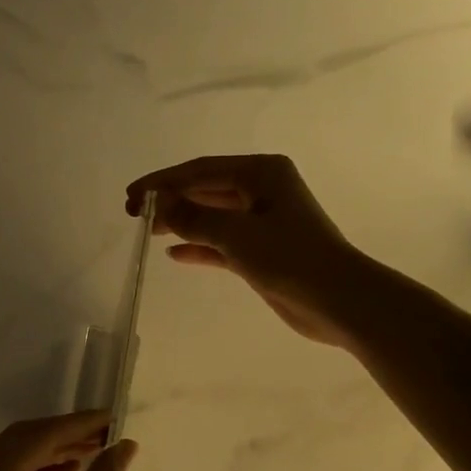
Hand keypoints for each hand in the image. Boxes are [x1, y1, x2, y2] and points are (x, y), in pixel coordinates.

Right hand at [127, 154, 368, 346]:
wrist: (338, 299)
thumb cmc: (290, 257)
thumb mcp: (236, 234)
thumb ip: (193, 217)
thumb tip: (159, 203)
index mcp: (262, 173)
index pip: (201, 171)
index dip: (163, 182)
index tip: (132, 196)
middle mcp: (262, 190)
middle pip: (205, 190)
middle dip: (170, 200)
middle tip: (133, 213)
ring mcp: (262, 222)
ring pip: (212, 216)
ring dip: (181, 222)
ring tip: (147, 230)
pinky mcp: (261, 251)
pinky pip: (221, 243)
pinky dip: (199, 246)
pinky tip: (173, 253)